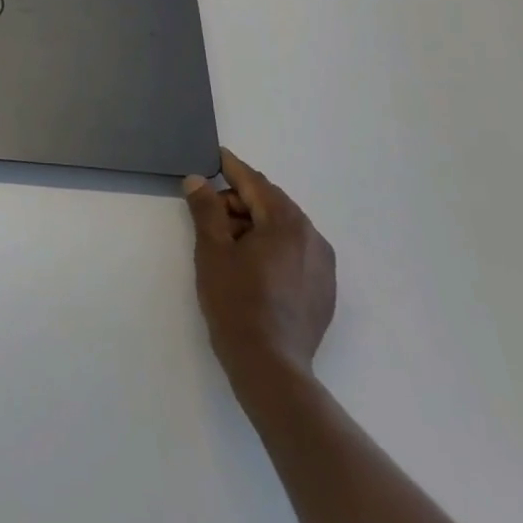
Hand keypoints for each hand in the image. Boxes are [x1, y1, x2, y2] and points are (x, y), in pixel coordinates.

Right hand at [183, 147, 335, 403]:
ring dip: (255, 224)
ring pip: (284, 229)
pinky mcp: (323, 290)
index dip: (231, 168)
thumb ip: (206, 209)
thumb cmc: (236, 302)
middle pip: (272, 204)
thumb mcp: (212, 250)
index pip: (255, 183)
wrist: (270, 366)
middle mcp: (313, 238)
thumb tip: (198, 180)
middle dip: (240, 202)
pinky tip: (250, 266)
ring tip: (226, 242)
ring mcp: (323, 266)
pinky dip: (272, 246)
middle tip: (209, 212)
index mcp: (287, 223)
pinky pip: (295, 252)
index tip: (215, 156)